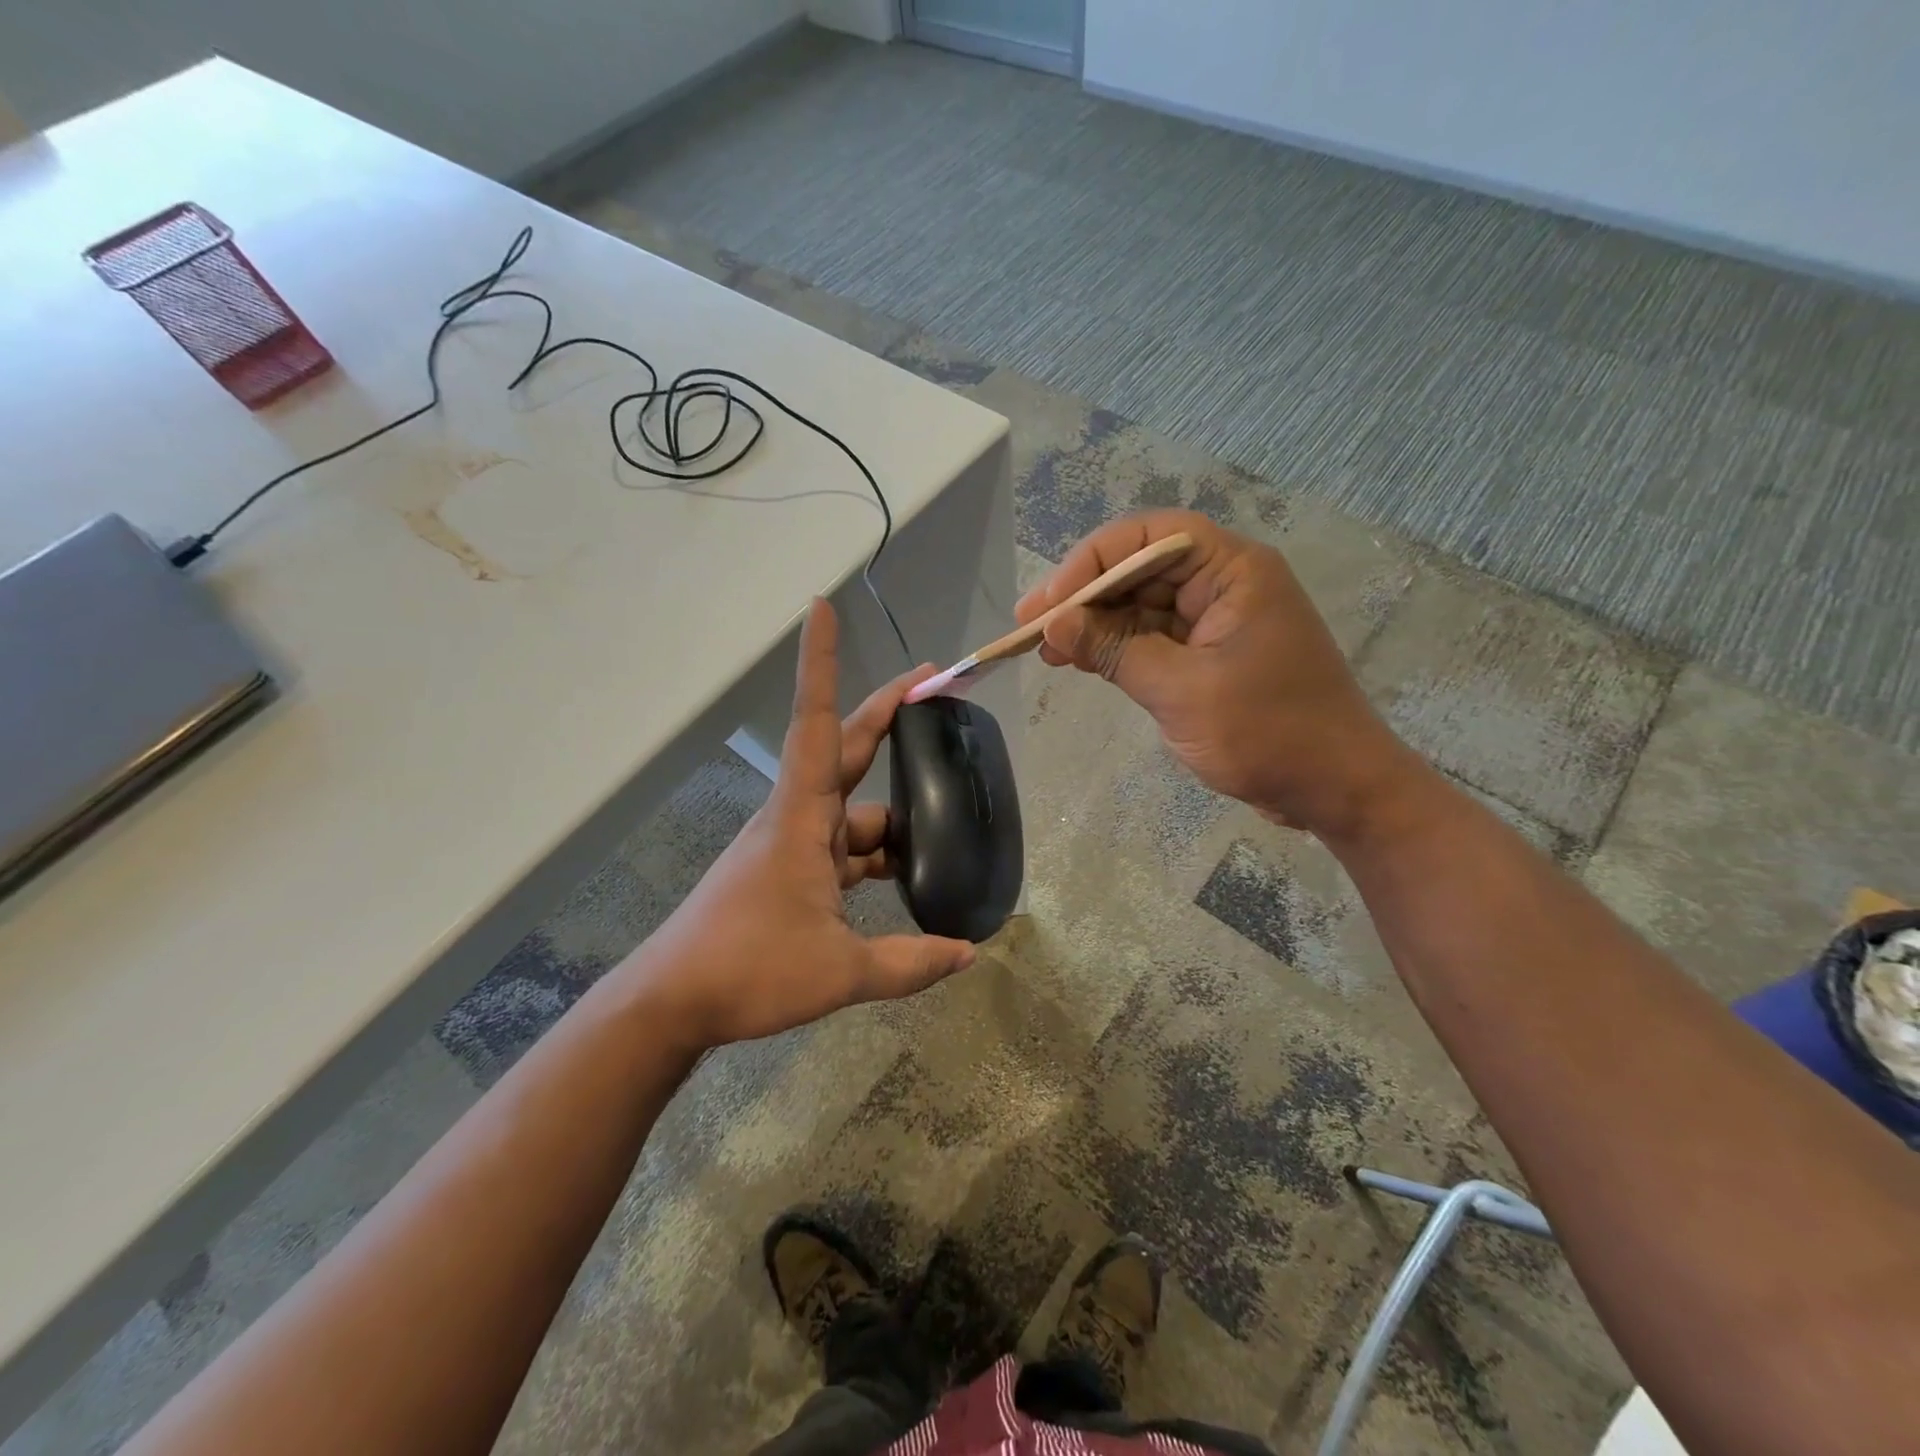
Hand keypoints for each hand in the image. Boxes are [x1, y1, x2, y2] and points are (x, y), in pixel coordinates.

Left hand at [635, 599, 976, 1049]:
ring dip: (893, 818)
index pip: (819, 723)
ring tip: (945, 829)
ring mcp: (790, 845)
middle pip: (848, 750)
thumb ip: (909, 963)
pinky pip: (841, 849)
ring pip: (853, 812)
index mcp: (803, 817)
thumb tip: (968, 954)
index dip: (821, 662)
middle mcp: (797, 818)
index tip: (820, 607)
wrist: (671, 1002)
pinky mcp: (787, 872)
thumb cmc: (749, 969)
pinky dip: (873, 857)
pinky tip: (903, 877)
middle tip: (933, 686)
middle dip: (889, 714)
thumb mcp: (840, 970)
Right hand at [1017, 510, 1413, 836]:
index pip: (1150, 538)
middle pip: (1140, 569)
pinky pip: (1152, 638)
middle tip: (1030, 627)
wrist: (1335, 788)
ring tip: (1044, 649)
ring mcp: (1217, 621)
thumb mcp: (1182, 691)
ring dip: (1094, 625)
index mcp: (1233, 571)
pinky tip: (1076, 661)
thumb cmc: (1269, 733)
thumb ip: (1116, 651)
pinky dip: (1115, 649)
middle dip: (1084, 596)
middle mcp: (1225, 584)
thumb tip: (1054, 625)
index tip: (1049, 603)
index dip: (1092, 561)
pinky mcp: (1209, 655)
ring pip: (1141, 606)